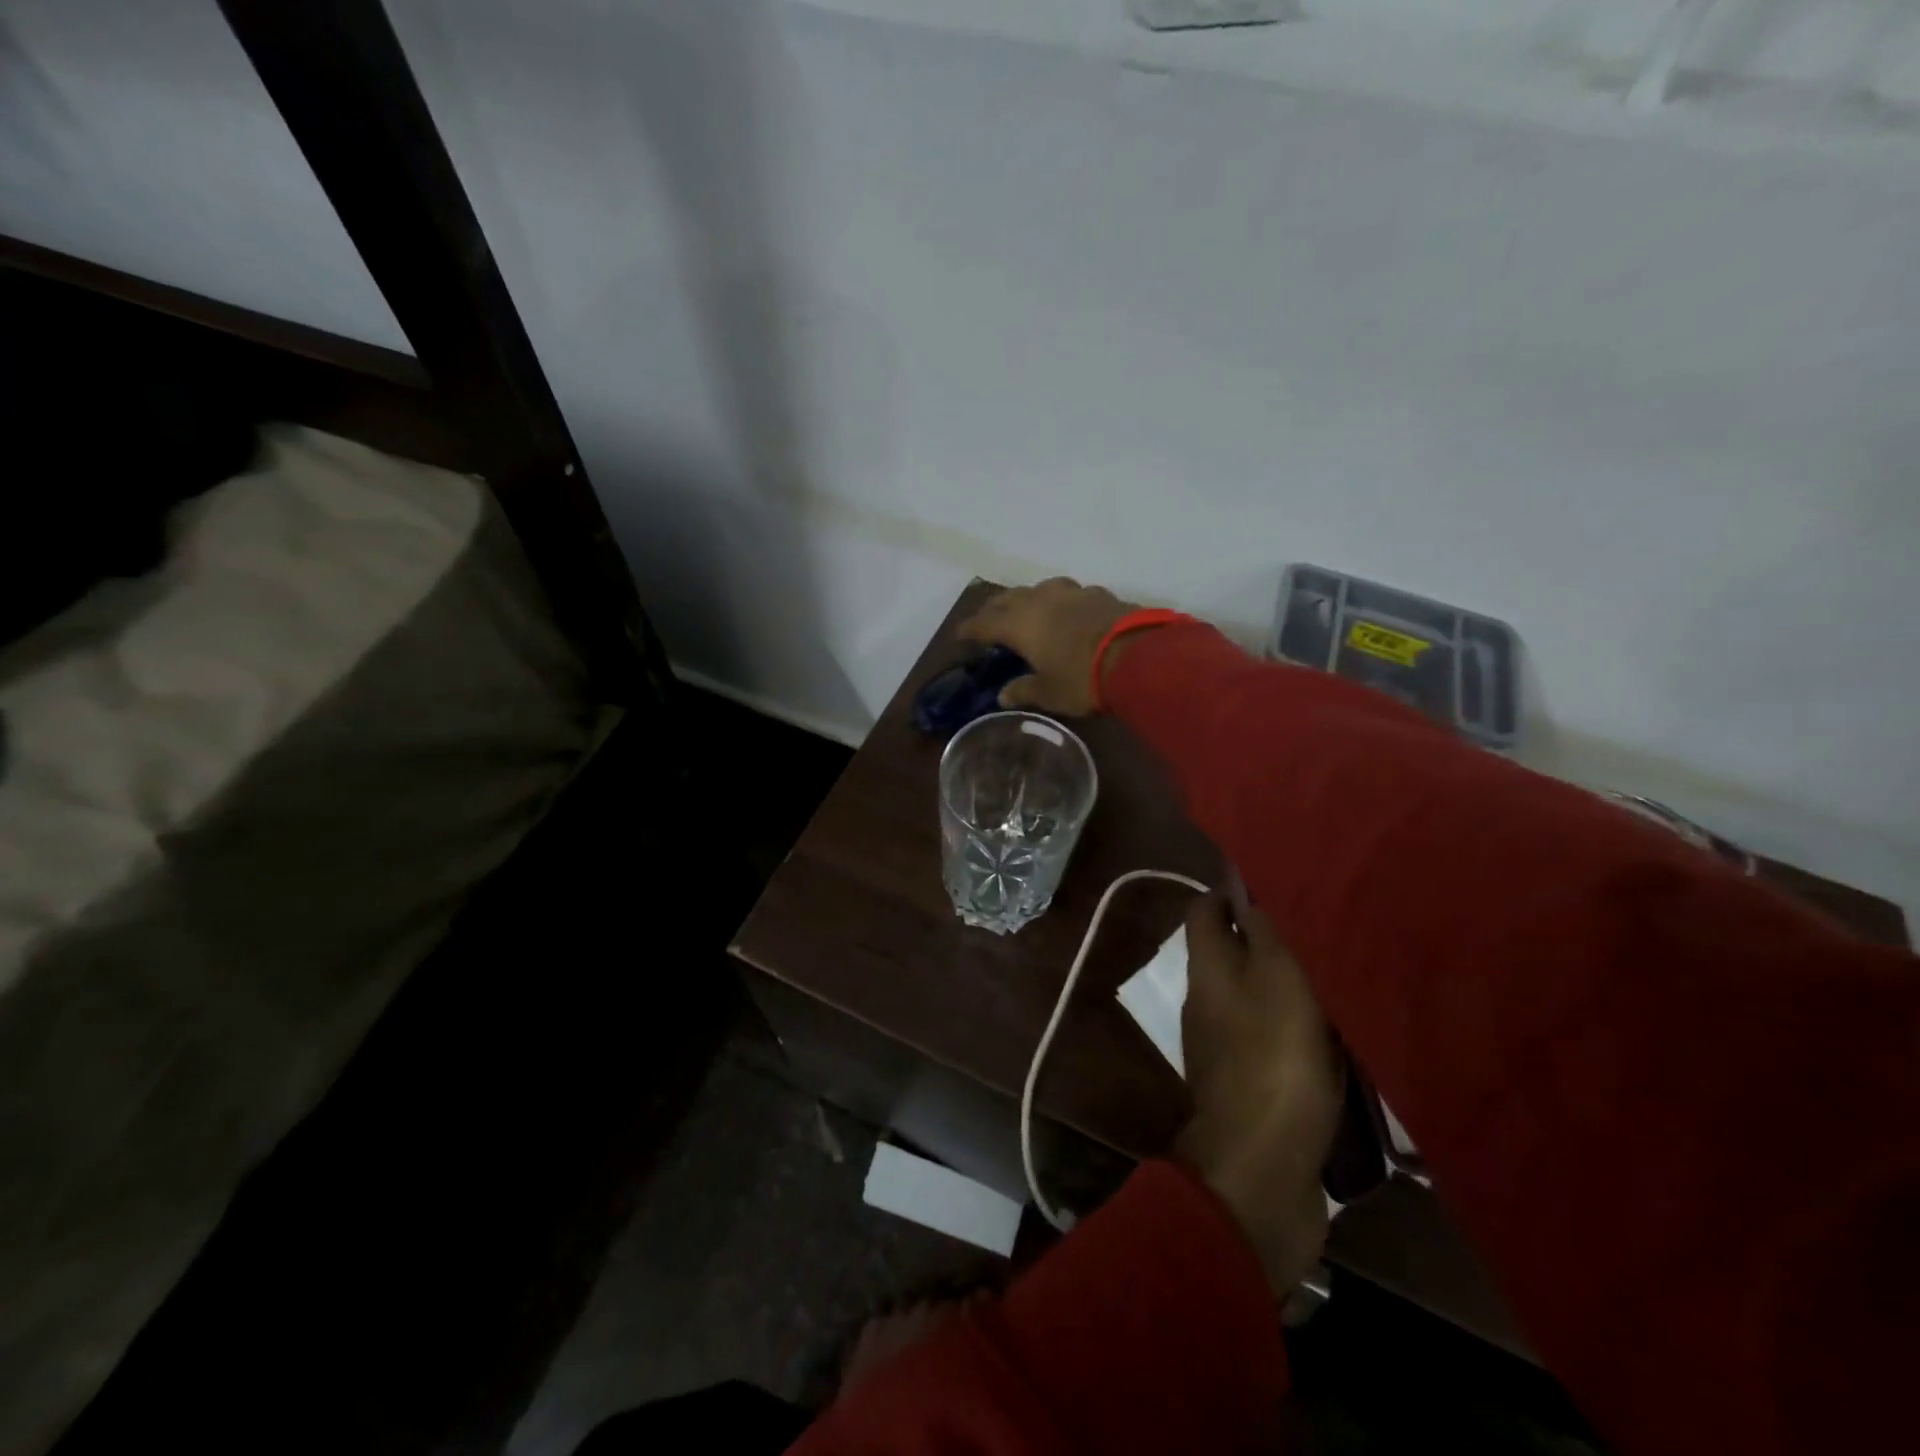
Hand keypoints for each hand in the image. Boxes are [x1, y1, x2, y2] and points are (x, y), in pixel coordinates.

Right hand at [956, 578, 1140, 716]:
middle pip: (1009, 598)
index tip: (960, 633)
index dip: (970, 628)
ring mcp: (1072, 593)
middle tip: (989, 619)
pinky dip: (1061, 602)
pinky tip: (1069, 612)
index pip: (984, 622)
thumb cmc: (1081, 678)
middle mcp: (1040, 600)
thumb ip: (1024, 690)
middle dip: (995, 608)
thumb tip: (1004, 695)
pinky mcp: (1099, 594)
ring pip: (1040, 588)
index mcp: (1019, 623)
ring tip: (1029, 609)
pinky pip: (1071, 594)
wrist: (1137, 657)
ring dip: (1029, 598)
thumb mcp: (1049, 693)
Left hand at [1176, 893, 1344, 1294]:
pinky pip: (1276, 1039)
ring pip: (1257, 995)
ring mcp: (1227, 1046)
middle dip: (1269, 935)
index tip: (1278, 881)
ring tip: (1341, 970)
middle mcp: (1208, 1001)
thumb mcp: (1276, 980)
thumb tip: (1246, 884)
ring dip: (1289, 983)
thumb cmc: (1272, 1061)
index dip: (1233, 891)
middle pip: (1232, 951)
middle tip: (1323, 926)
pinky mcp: (1253, 1085)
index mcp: (1207, 970)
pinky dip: (1301, 1028)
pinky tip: (1342, 1033)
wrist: (1262, 1172)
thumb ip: (1264, 931)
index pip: (1206, 910)